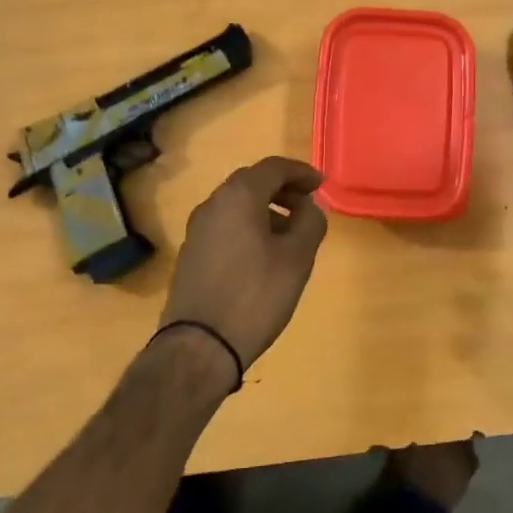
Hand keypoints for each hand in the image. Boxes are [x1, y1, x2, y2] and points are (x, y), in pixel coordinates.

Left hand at [160, 156, 328, 373]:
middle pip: (251, 183)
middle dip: (283, 189)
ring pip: (236, 206)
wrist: (199, 345)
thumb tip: (308, 208)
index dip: (301, 172)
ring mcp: (196, 230)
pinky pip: (225, 227)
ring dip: (266, 210)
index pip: (273, 167)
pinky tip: (264, 255)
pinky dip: (248, 227)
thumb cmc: (256, 295)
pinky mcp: (191, 254)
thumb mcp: (297, 258)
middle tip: (308, 206)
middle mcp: (212, 204)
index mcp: (238, 196)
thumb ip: (310, 222)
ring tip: (290, 235)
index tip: (321, 185)